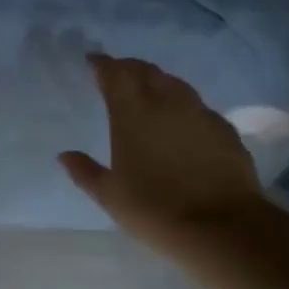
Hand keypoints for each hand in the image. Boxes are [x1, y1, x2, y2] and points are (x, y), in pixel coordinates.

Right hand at [60, 54, 266, 250]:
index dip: (102, 64)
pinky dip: (183, 105)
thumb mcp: (110, 196)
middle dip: (128, 67)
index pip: (114, 73)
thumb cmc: (155, 210)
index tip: (93, 61)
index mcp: (131, 112)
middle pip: (145, 70)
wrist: (222, 228)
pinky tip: (183, 120)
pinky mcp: (224, 128)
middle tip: (118, 74)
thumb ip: (85, 171)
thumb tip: (64, 155)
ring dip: (157, 81)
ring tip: (149, 91)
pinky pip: (198, 106)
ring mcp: (198, 112)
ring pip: (174, 83)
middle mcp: (165, 102)